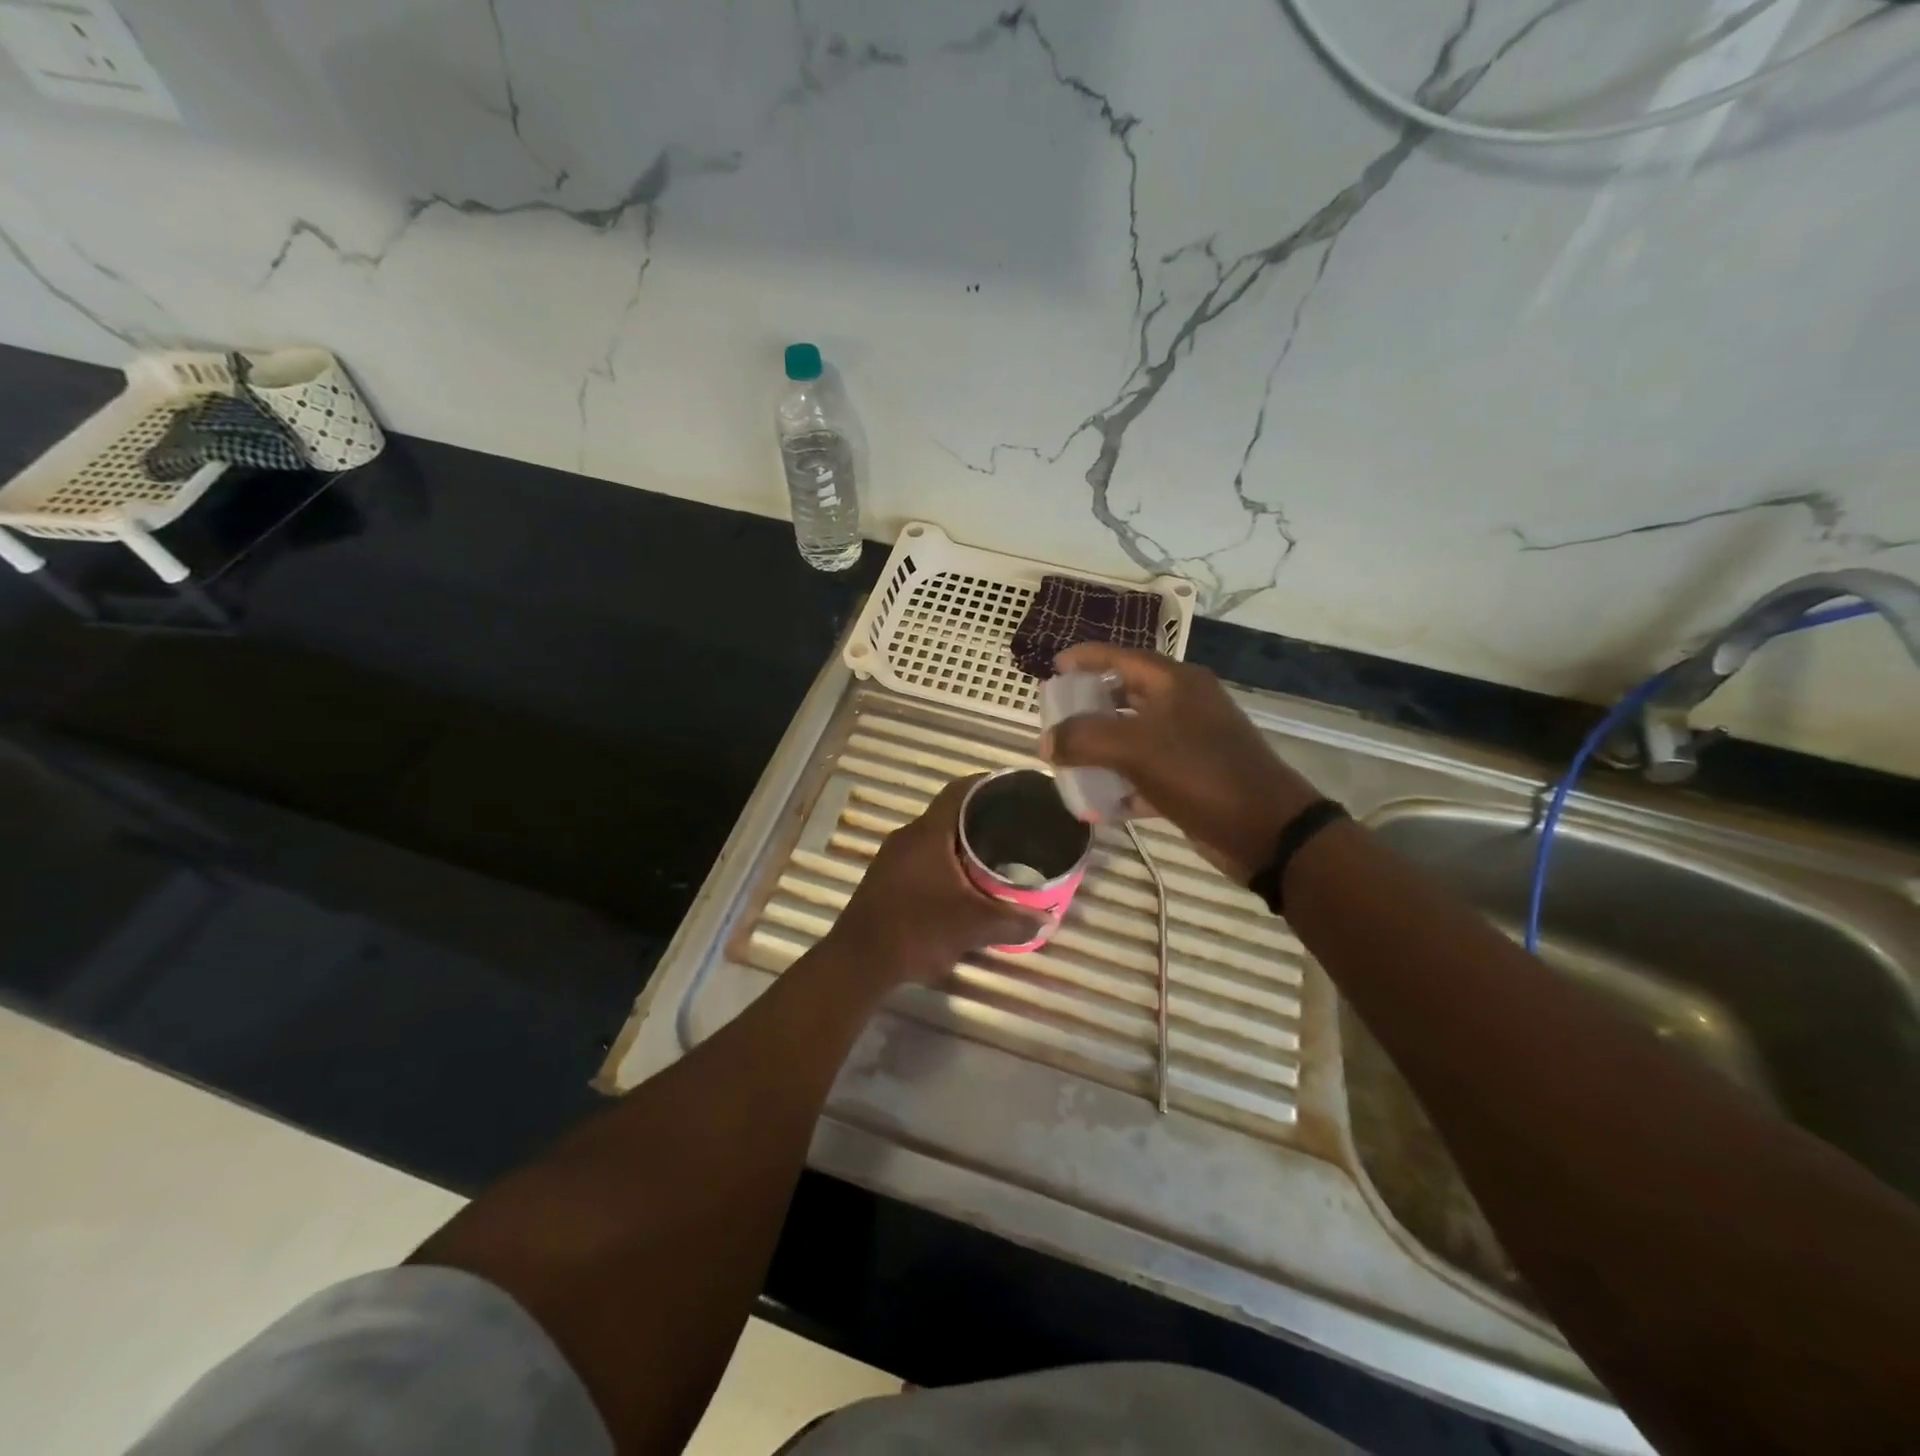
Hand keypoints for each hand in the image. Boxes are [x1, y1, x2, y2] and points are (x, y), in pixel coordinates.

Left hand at [829, 776, 1042, 987]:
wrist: (858, 962)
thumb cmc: (917, 931)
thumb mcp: (972, 927)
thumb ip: (1012, 921)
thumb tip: (1047, 920)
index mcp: (928, 833)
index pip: (960, 790)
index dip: (988, 784)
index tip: (1014, 790)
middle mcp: (908, 836)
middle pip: (950, 814)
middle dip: (981, 818)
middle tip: (1015, 828)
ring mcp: (892, 858)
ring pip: (935, 838)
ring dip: (962, 843)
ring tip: (996, 855)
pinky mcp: (885, 879)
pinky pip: (923, 857)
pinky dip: (946, 862)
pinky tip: (964, 883)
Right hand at [1041, 645, 1320, 883]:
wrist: (1266, 829)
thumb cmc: (1200, 773)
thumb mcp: (1134, 748)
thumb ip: (1083, 738)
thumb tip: (1047, 742)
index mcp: (1175, 683)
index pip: (1121, 657)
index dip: (1085, 658)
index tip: (1053, 668)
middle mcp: (1184, 706)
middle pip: (1125, 695)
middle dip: (1088, 708)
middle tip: (1056, 720)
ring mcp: (1191, 743)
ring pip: (1134, 737)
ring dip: (1101, 750)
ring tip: (1068, 762)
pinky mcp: (1193, 779)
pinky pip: (1146, 774)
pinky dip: (1122, 785)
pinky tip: (1098, 804)